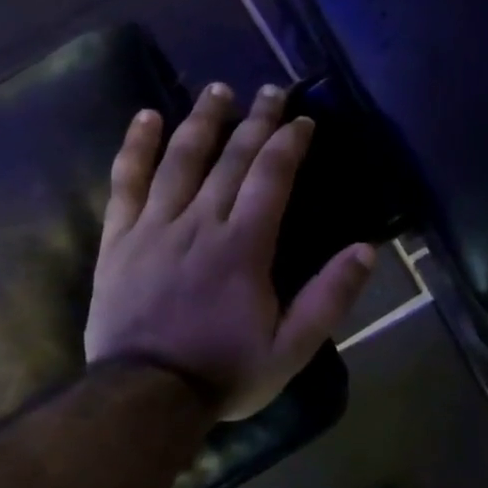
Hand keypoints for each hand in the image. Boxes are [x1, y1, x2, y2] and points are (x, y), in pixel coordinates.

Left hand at [84, 83, 375, 420]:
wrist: (145, 398)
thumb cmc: (225, 371)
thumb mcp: (292, 348)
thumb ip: (330, 297)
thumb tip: (367, 249)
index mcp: (243, 246)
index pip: (271, 177)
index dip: (289, 143)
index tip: (303, 120)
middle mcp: (199, 223)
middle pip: (230, 158)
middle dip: (254, 120)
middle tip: (271, 90)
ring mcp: (154, 227)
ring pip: (179, 160)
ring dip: (201, 121)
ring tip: (217, 90)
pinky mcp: (120, 240)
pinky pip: (125, 183)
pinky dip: (136, 147)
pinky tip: (145, 118)